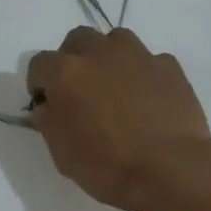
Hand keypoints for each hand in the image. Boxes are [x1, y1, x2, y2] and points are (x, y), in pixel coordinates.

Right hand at [26, 27, 210, 210]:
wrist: (170, 169)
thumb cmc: (108, 166)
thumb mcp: (62, 153)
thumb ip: (49, 122)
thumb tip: (48, 107)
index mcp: (66, 73)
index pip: (39, 64)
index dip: (39, 84)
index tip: (48, 104)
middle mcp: (100, 53)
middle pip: (77, 40)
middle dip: (73, 60)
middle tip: (80, 90)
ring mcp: (138, 56)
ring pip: (115, 40)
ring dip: (109, 57)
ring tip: (115, 87)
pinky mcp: (169, 66)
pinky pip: (149, 60)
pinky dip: (143, 73)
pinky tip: (148, 99)